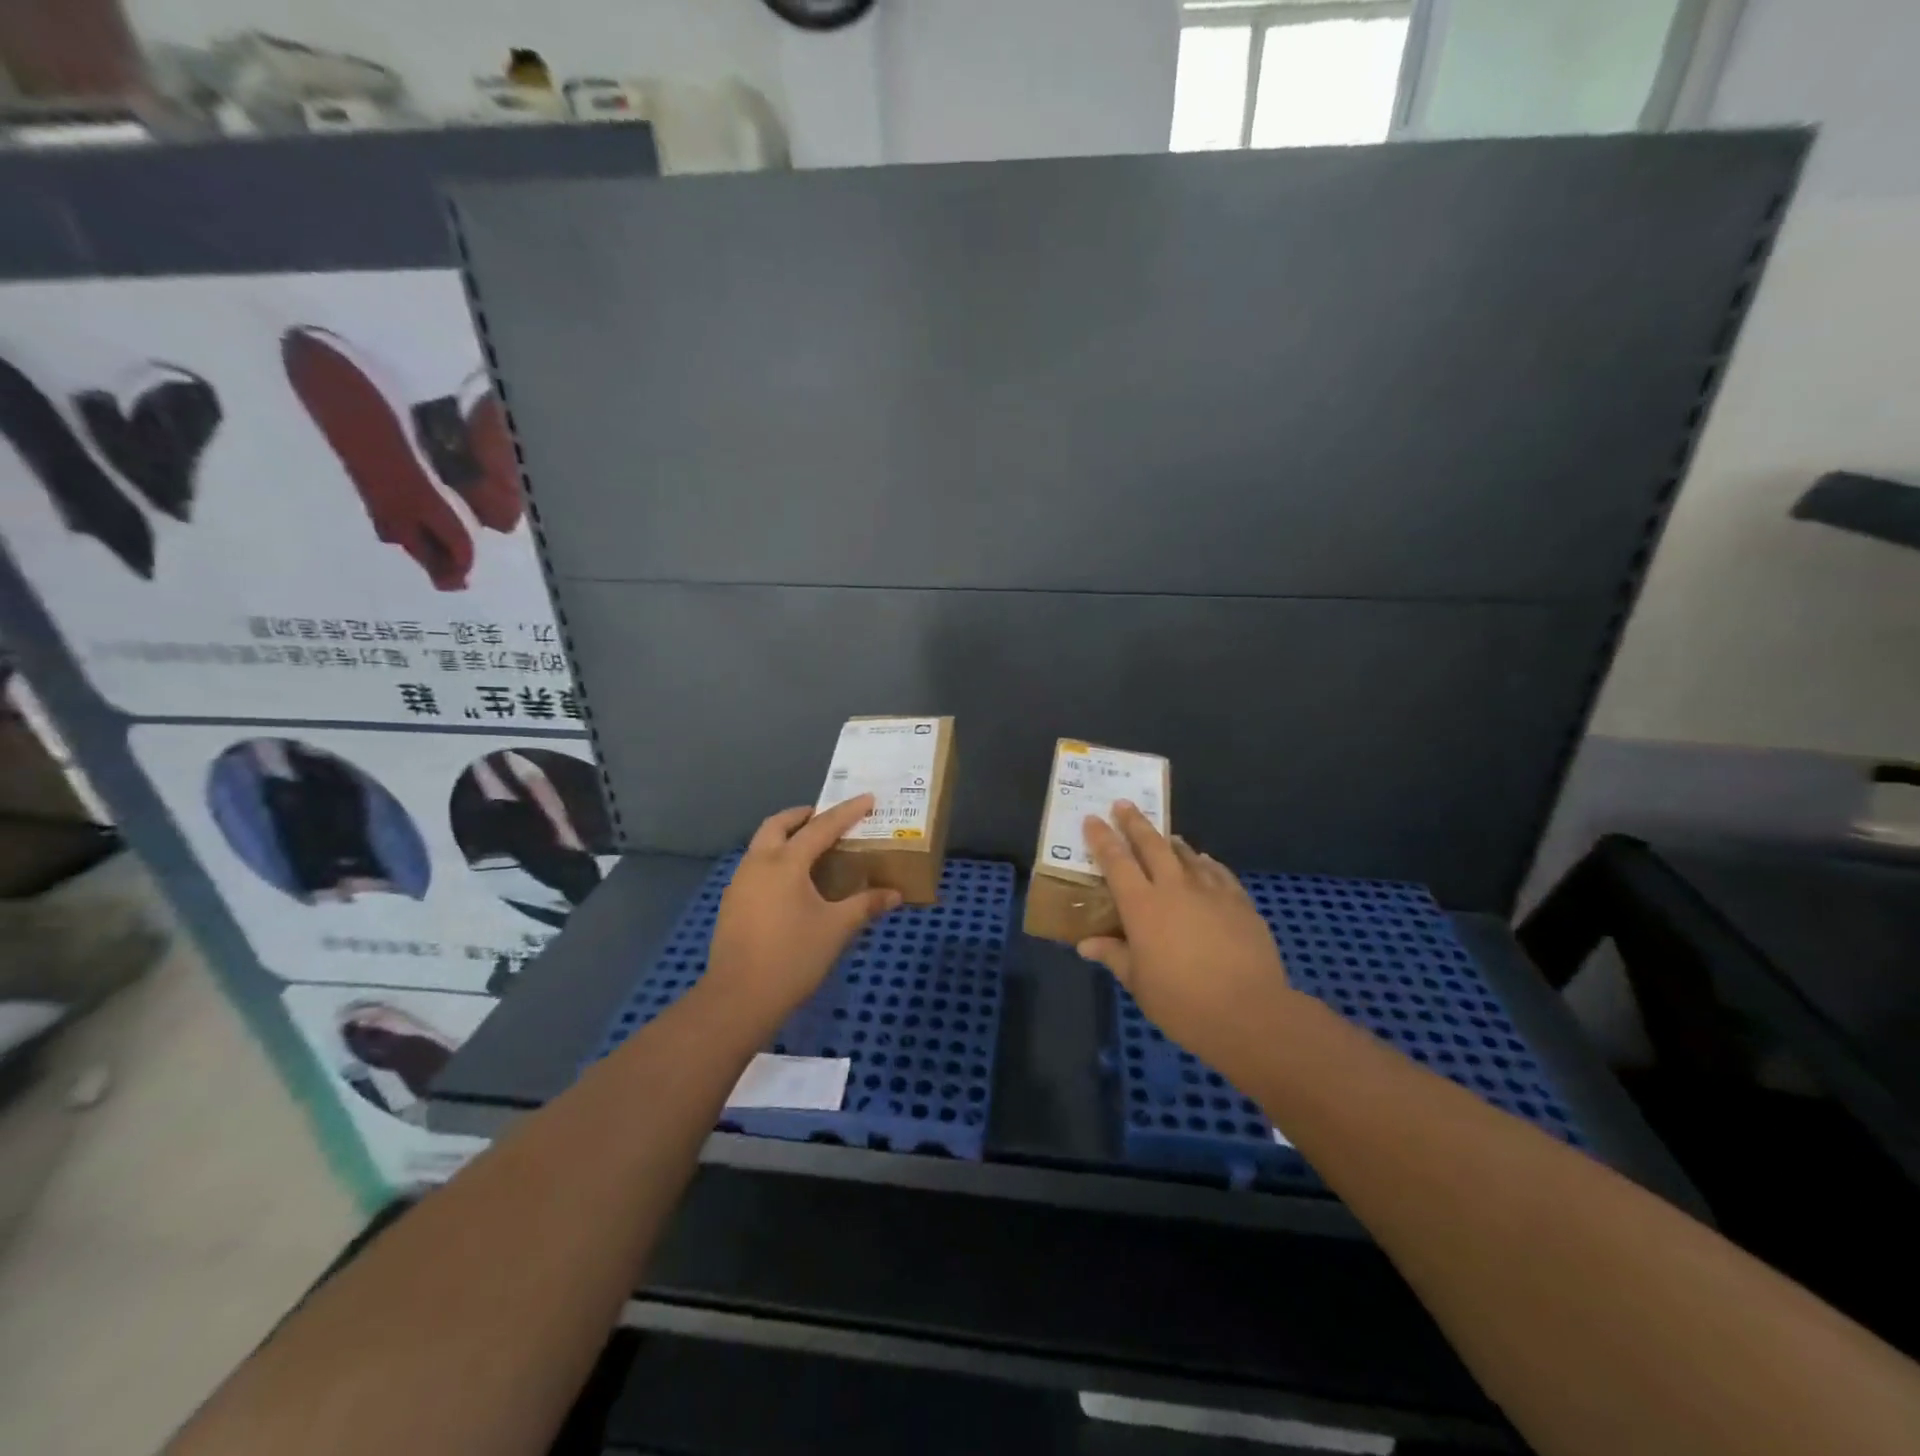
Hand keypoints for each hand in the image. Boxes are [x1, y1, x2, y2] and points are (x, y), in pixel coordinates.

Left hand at [703, 795, 902, 1032]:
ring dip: (785, 836)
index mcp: (786, 863)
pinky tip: (790, 883)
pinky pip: (755, 866)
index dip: (847, 812)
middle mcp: (758, 863)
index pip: (821, 827)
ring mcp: (740, 883)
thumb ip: (865, 905)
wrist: (739, 998)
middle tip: (826, 818)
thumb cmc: (793, 957)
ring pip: (761, 844)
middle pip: (778, 824)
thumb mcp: (837, 929)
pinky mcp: (732, 903)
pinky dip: (774, 859)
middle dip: (802, 815)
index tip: (868, 799)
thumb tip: (895, 894)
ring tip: (811, 848)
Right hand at [1079, 803, 1294, 1071]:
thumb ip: (1114, 956)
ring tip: (1165, 836)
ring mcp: (1210, 891)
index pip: (1116, 861)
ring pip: (1186, 854)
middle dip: (1135, 822)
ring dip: (1171, 842)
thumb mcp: (1139, 983)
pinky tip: (1204, 862)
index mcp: (1142, 906)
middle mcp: (1174, 888)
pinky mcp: (1239, 902)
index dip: (1102, 838)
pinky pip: (1218, 872)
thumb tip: (1086, 944)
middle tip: (1123, 804)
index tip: (1092, 819)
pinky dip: (1206, 863)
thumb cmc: (1182, 1002)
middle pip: (1151, 844)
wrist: (1250, 1012)